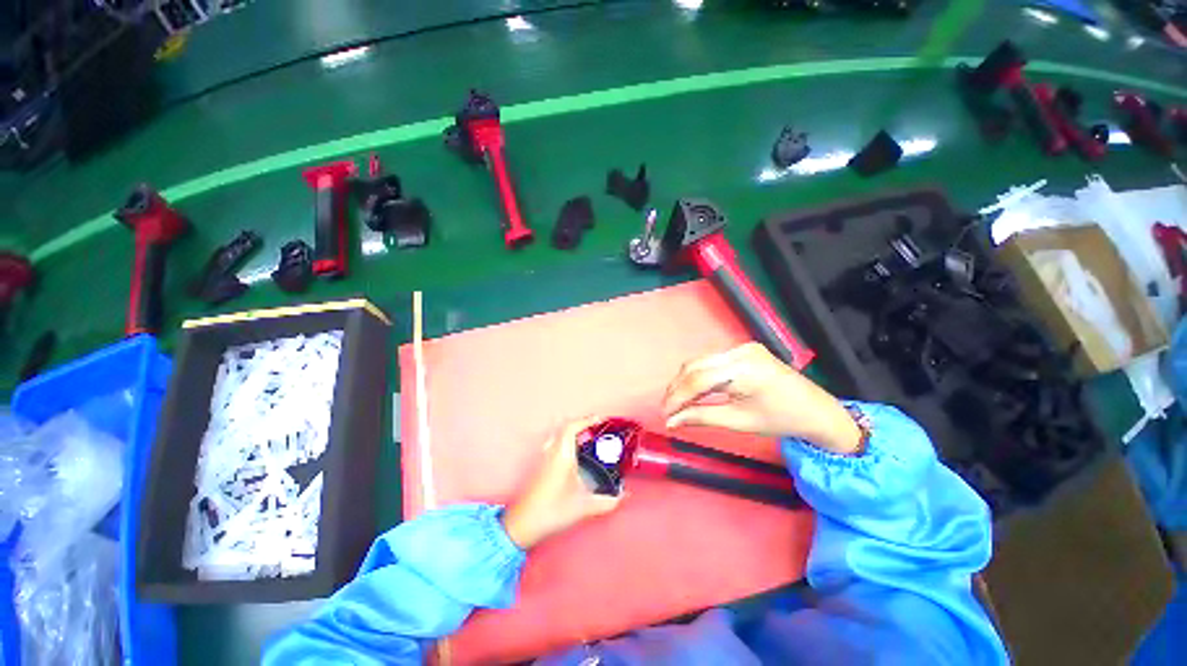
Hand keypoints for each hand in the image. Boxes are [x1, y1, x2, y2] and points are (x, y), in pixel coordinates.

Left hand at [502, 417, 622, 549]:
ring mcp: (544, 458)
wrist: (522, 524)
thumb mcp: (584, 507)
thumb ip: (608, 502)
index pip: (572, 427)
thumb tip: (626, 495)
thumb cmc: (553, 510)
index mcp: (562, 454)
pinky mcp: (540, 466)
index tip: (600, 419)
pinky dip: (566, 440)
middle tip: (596, 427)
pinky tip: (573, 453)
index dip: (586, 420)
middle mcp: (552, 451)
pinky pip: (554, 443)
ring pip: (558, 435)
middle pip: (565, 427)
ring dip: (572, 431)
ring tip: (586, 437)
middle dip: (581, 423)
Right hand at [662, 343, 862, 454]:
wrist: (817, 411)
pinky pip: (711, 361)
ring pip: (700, 362)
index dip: (677, 397)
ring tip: (677, 402)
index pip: (697, 379)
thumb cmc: (780, 420)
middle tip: (667, 409)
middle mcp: (739, 351)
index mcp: (742, 369)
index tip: (664, 414)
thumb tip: (671, 422)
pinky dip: (698, 376)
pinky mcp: (744, 350)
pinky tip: (693, 390)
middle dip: (677, 388)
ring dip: (685, 381)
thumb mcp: (739, 422)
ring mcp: (742, 347)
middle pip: (695, 366)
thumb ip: (701, 417)